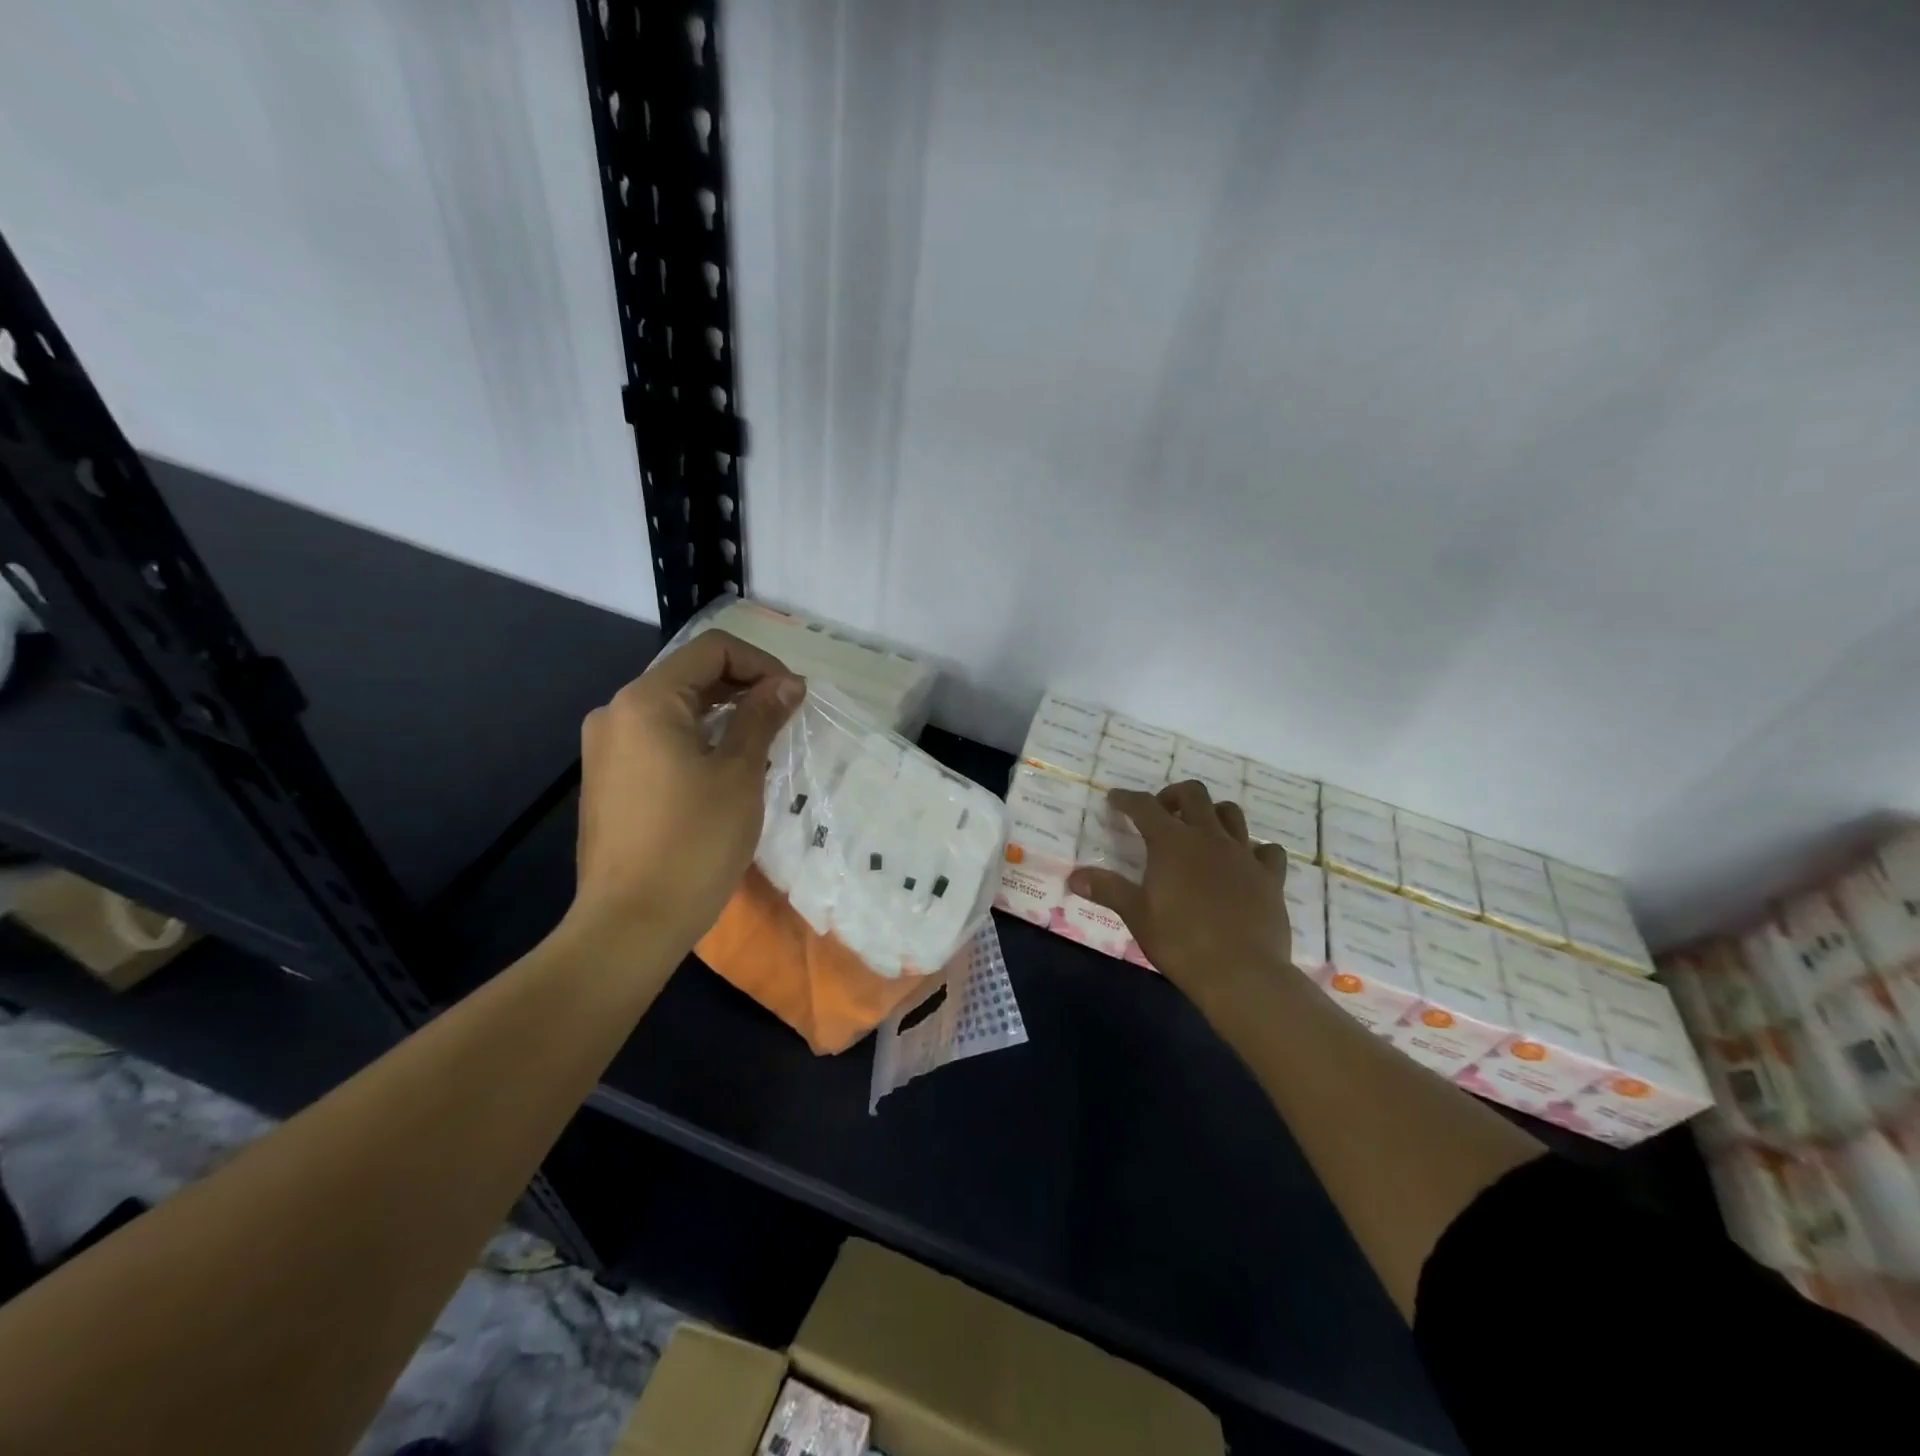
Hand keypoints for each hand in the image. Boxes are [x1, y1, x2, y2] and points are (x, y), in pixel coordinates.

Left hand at [569, 630, 803, 949]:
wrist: (630, 924)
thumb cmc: (693, 843)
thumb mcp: (740, 774)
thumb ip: (762, 718)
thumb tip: (788, 683)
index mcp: (646, 701)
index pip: (712, 650)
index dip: (760, 663)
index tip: (793, 697)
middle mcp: (616, 712)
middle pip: (689, 675)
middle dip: (743, 687)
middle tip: (785, 718)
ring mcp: (605, 748)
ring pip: (674, 709)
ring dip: (722, 715)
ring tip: (761, 744)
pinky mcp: (607, 779)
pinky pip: (657, 739)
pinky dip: (696, 739)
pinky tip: (723, 769)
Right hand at [1069, 781, 1292, 1010]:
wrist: (1242, 973)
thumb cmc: (1180, 942)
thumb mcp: (1137, 915)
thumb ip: (1108, 889)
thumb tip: (1074, 876)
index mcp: (1172, 842)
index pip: (1144, 807)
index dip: (1127, 799)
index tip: (1116, 798)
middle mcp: (1209, 837)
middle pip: (1193, 795)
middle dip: (1173, 795)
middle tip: (1162, 811)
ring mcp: (1243, 854)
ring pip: (1231, 814)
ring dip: (1213, 814)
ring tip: (1202, 830)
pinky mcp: (1270, 877)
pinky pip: (1267, 850)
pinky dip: (1255, 850)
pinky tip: (1246, 862)